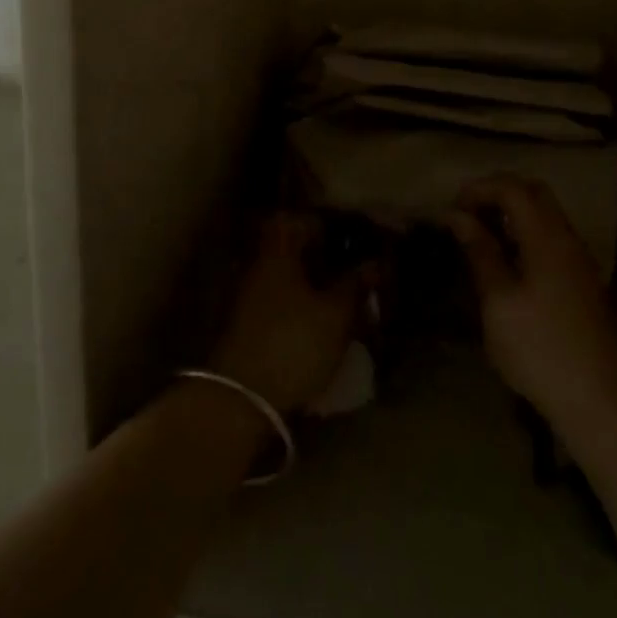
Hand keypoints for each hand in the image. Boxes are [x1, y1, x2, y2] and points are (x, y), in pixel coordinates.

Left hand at [209, 213, 369, 415]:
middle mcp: (259, 264)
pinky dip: (300, 306)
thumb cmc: (293, 344)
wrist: (241, 398)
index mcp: (278, 250)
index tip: (353, 236)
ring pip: (287, 277)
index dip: (328, 224)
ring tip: (344, 302)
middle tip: (354, 272)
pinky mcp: (246, 323)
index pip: (301, 219)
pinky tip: (320, 325)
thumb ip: (355, 285)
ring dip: (313, 285)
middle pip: (294, 248)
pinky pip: (279, 301)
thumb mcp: (335, 315)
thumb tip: (374, 263)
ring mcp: (248, 294)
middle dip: (324, 258)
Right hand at [448, 175, 616, 431]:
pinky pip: (552, 237)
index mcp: (547, 237)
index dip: (478, 189)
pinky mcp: (582, 281)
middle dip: (496, 193)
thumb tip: (457, 216)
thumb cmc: (540, 349)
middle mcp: (568, 238)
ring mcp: (579, 260)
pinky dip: (525, 233)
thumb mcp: (498, 301)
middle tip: (466, 215)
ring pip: (545, 214)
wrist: (600, 404)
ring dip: (511, 213)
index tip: (450, 209)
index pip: (512, 187)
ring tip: (480, 237)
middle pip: (533, 192)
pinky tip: (507, 261)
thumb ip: (480, 251)